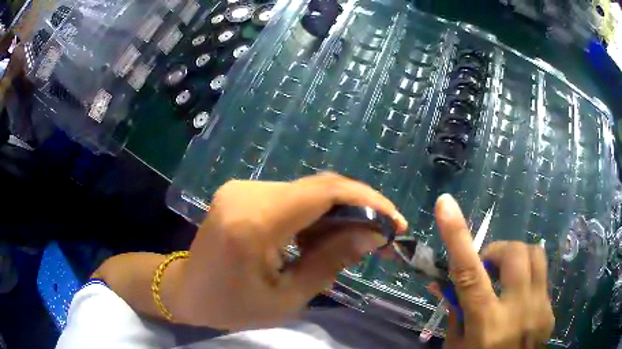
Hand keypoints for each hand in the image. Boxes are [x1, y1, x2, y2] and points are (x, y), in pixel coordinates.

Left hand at [171, 173, 407, 329]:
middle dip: (358, 208)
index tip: (395, 222)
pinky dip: (316, 214)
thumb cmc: (231, 306)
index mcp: (253, 223)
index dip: (367, 201)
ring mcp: (242, 188)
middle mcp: (247, 193)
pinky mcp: (243, 192)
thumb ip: (331, 262)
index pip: (324, 193)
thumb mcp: (286, 298)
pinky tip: (324, 237)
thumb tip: (372, 235)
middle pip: (319, 187)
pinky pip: (291, 196)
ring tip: (356, 241)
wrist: (186, 291)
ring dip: (338, 213)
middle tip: (382, 235)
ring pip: (308, 191)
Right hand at [435, 194, 554, 348]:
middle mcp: (518, 312)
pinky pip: (542, 277)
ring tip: (506, 277)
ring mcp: (540, 310)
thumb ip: (455, 311)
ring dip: (516, 258)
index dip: (457, 236)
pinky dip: (527, 279)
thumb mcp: (456, 345)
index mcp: (486, 325)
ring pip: (536, 256)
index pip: (469, 273)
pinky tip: (519, 300)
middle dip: (498, 251)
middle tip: (487, 268)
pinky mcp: (551, 311)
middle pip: (514, 253)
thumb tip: (445, 280)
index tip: (445, 203)